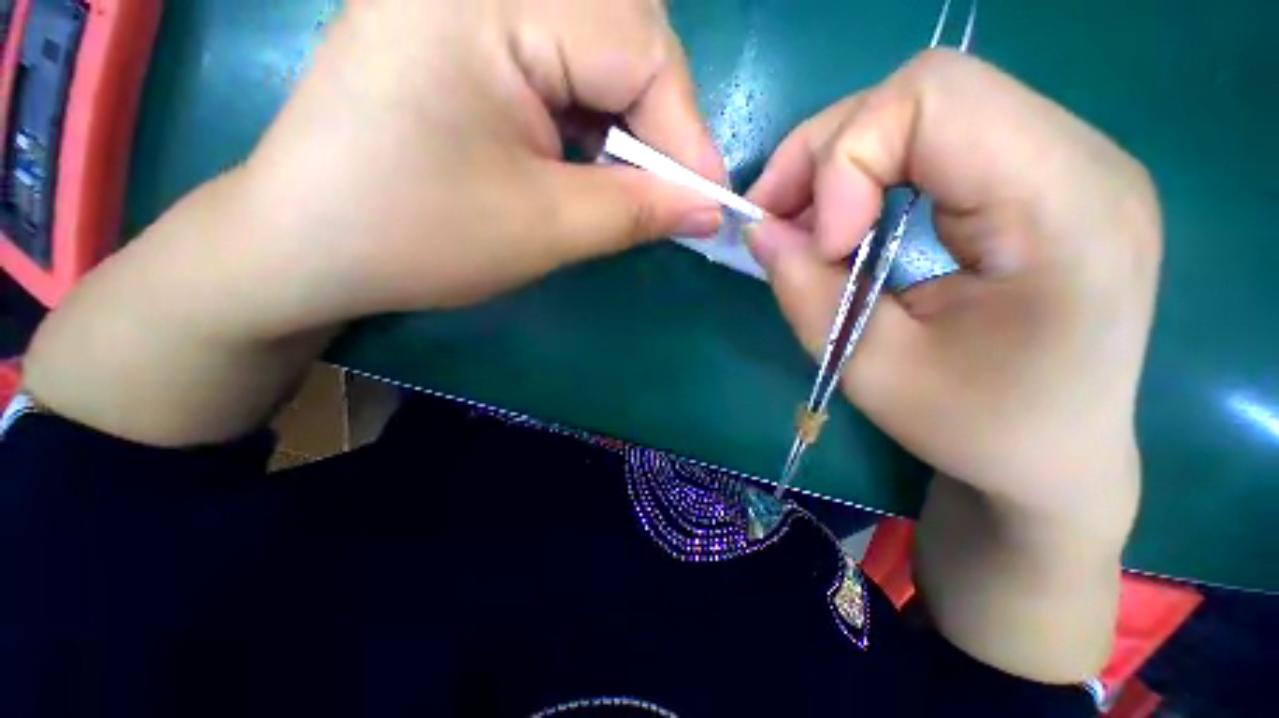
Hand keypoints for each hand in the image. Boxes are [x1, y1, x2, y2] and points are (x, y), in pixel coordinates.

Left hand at [240, 0, 724, 331]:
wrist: (305, 245)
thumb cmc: (416, 239)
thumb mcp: (545, 229)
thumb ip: (638, 211)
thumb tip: (707, 208)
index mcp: (487, 1)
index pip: (639, 46)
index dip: (686, 132)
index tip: (707, 200)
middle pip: (623, 28)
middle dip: (658, 121)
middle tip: (667, 192)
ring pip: (595, 41)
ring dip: (625, 117)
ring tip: (625, 180)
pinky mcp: (455, 25)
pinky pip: (556, 53)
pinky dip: (588, 110)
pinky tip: (582, 155)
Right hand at [746, 51, 1160, 515]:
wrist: (1061, 455)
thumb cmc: (979, 430)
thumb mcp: (872, 372)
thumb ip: (806, 291)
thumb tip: (760, 229)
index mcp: (1070, 212)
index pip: (936, 99)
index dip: (845, 161)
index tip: (820, 245)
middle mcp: (1088, 161)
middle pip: (928, 89)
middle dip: (828, 152)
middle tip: (779, 218)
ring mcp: (1076, 160)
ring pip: (928, 104)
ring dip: (844, 160)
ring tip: (809, 225)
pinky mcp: (1049, 174)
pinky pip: (943, 134)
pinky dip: (873, 169)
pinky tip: (853, 220)